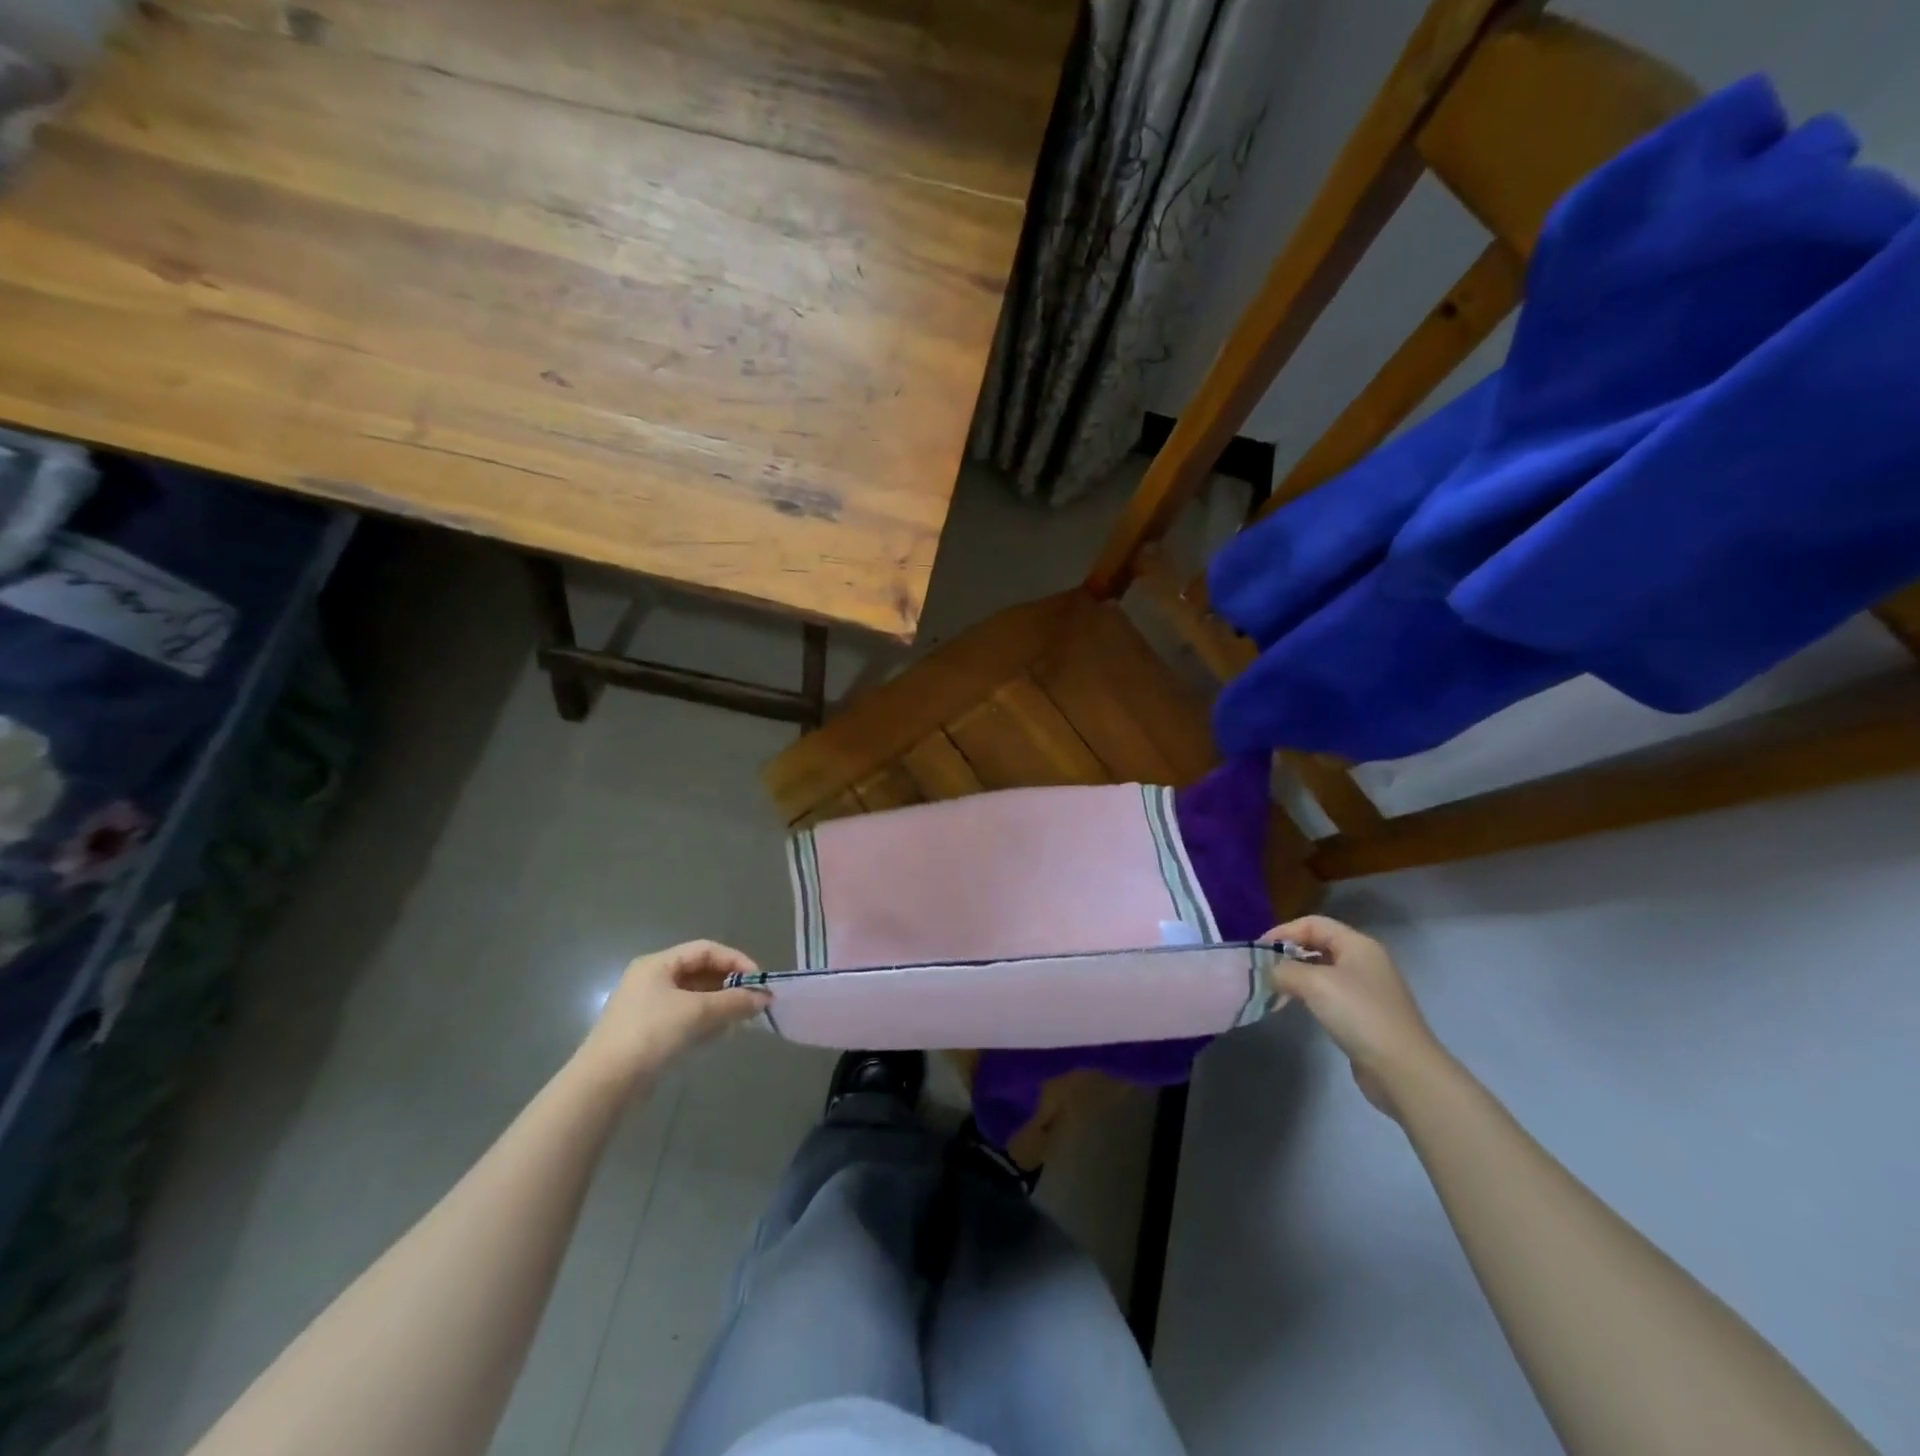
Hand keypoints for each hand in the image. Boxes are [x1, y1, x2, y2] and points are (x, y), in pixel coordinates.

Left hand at [579, 940, 769, 1087]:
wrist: (604, 1085)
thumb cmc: (651, 1034)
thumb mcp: (697, 1012)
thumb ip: (734, 1002)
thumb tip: (764, 997)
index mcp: (657, 964)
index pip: (706, 950)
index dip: (735, 961)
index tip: (758, 981)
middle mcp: (651, 980)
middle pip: (700, 973)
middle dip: (729, 986)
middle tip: (753, 1002)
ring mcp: (647, 1007)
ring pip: (693, 997)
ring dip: (719, 1006)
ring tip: (739, 1021)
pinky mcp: (647, 1033)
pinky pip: (684, 1018)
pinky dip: (704, 1022)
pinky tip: (718, 1036)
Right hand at [1266, 916, 1449, 1118]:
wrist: (1402, 1070)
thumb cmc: (1359, 1015)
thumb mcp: (1315, 984)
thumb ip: (1284, 970)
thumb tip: (1268, 972)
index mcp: (1358, 944)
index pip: (1313, 923)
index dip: (1283, 931)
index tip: (1258, 950)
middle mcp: (1364, 961)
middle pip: (1317, 944)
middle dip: (1288, 953)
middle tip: (1263, 969)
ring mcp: (1366, 989)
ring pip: (1321, 970)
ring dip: (1296, 975)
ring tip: (1274, 989)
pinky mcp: (1364, 1014)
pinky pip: (1328, 993)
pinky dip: (1308, 995)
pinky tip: (1295, 1006)